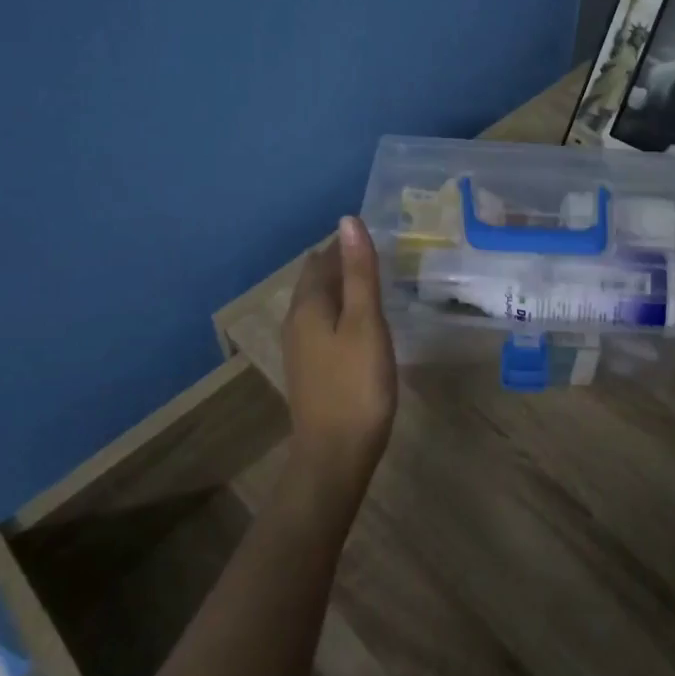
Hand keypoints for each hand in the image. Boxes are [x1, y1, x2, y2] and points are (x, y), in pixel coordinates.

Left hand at [281, 216, 398, 491]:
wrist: (335, 454)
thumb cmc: (356, 384)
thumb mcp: (366, 323)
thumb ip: (360, 272)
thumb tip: (348, 220)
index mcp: (309, 305)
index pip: (323, 259)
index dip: (346, 244)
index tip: (376, 234)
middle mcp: (297, 321)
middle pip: (316, 280)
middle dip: (341, 263)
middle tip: (377, 253)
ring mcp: (300, 348)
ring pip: (318, 304)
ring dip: (341, 288)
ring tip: (371, 281)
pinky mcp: (310, 369)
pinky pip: (322, 325)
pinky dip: (340, 312)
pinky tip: (358, 323)